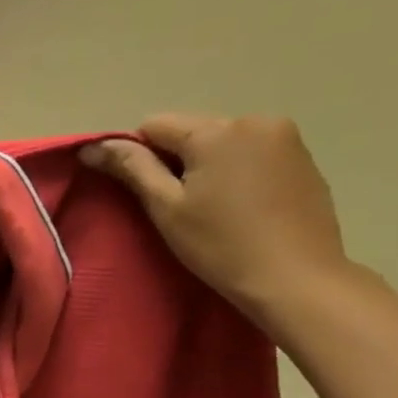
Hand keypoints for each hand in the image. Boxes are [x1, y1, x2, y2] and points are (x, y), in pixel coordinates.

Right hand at [79, 113, 351, 322]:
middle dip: (177, 159)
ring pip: (223, 140)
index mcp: (215, 131)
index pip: (155, 125)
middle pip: (192, 129)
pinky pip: (252, 151)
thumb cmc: (220, 245)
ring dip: (208, 164)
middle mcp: (254, 120)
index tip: (148, 193)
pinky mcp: (303, 156)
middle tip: (178, 205)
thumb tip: (93, 146)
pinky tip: (241, 205)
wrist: (296, 277)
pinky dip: (237, 170)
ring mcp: (285, 136)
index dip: (140, 155)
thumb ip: (131, 169)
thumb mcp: (166, 208)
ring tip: (212, 207)